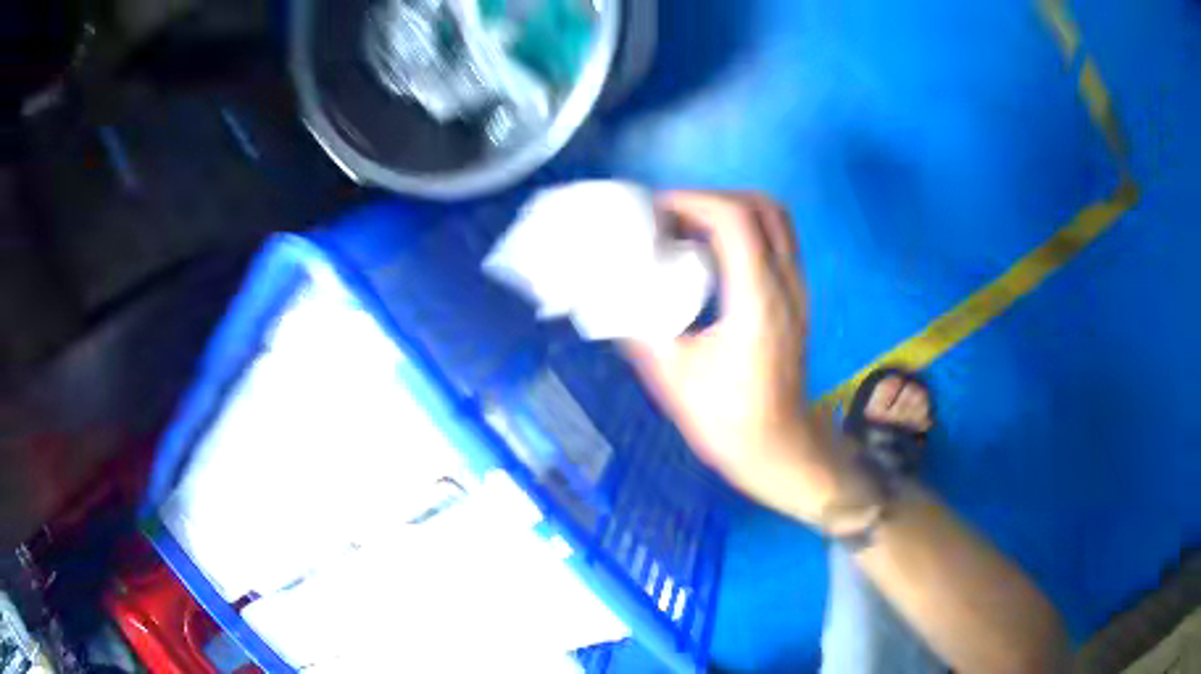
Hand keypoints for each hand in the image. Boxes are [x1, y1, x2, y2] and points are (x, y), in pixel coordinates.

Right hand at [624, 191, 842, 522]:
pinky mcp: (796, 299)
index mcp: (757, 299)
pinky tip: (710, 257)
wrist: (779, 448)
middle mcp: (785, 284)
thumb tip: (610, 293)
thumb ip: (640, 327)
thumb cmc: (728, 420)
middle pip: (762, 206)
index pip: (734, 218)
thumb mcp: (672, 375)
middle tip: (672, 218)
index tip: (654, 214)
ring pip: (774, 220)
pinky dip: (743, 232)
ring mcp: (797, 289)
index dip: (691, 201)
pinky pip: (775, 241)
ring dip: (730, 211)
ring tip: (689, 231)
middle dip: (712, 199)